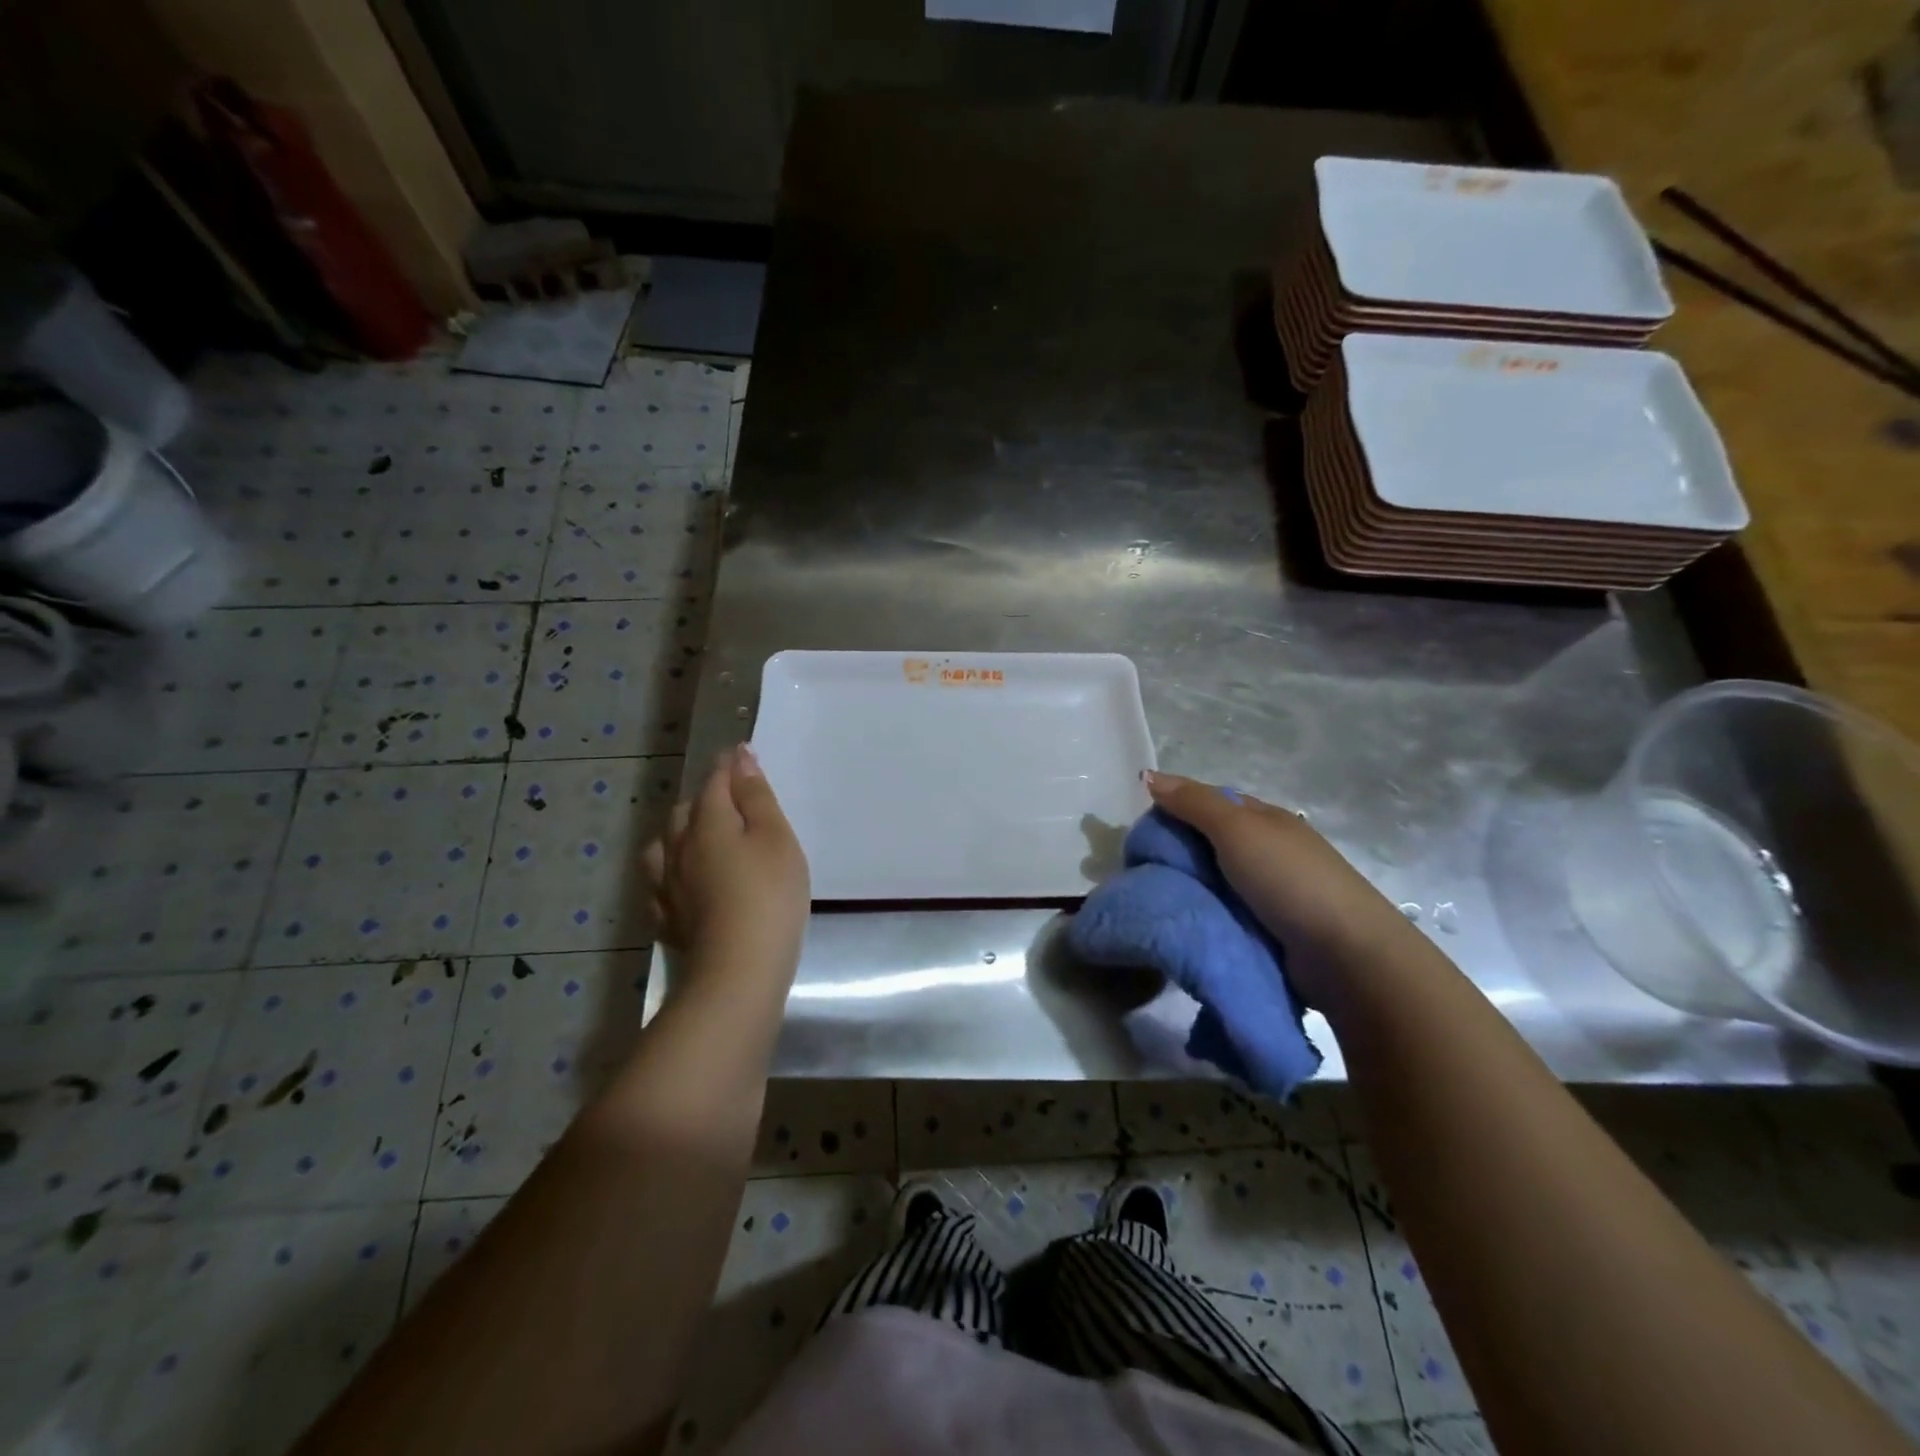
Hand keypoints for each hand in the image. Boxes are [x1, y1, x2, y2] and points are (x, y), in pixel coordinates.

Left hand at [643, 746, 809, 980]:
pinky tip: (683, 884)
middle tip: (732, 800)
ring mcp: (669, 887)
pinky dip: (672, 875)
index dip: (729, 766)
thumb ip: (756, 796)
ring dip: (680, 834)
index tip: (742, 754)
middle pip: (685, 811)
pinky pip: (661, 886)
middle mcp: (679, 848)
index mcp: (708, 823)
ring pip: (664, 847)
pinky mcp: (670, 920)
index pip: (715, 782)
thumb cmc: (769, 895)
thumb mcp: (776, 838)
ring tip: (700, 839)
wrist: (739, 970)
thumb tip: (739, 757)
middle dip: (705, 798)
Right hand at [1145, 770, 1418, 1000]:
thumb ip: (1193, 802)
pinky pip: (1224, 916)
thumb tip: (1147, 774)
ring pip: (1213, 884)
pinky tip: (1182, 925)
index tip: (1141, 835)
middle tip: (1139, 874)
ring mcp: (1271, 894)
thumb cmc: (1289, 879)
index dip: (1174, 811)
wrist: (1345, 956)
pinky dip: (1205, 918)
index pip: (1209, 805)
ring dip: (1188, 892)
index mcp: (1264, 820)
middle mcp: (1267, 852)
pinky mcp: (1270, 932)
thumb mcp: (1237, 829)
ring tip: (1151, 904)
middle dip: (1176, 857)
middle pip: (1208, 846)